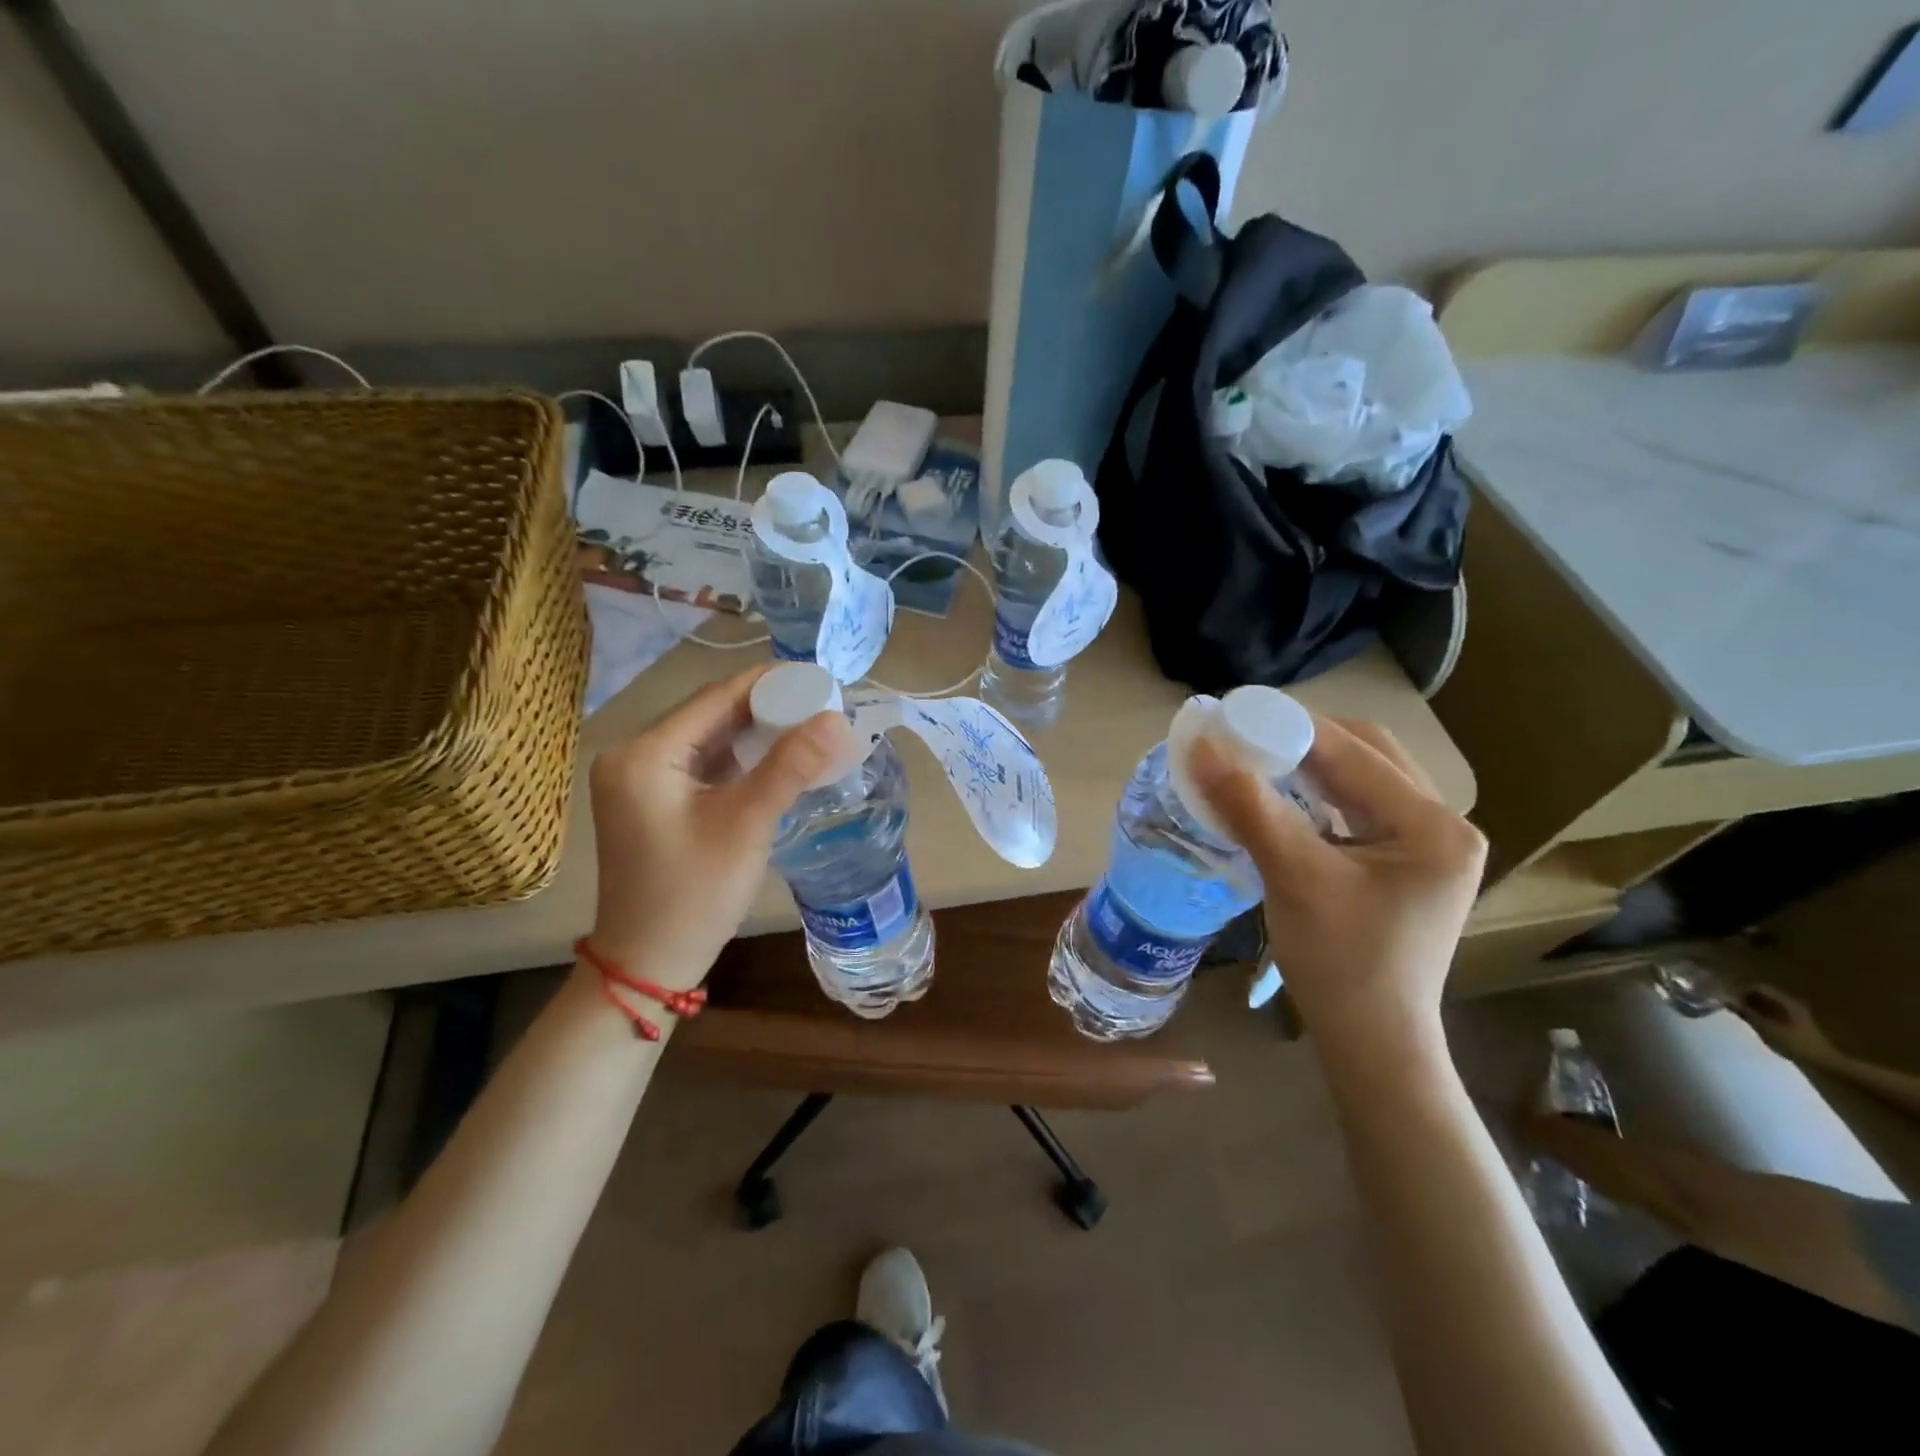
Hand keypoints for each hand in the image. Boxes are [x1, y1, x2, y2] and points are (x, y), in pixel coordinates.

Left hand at [586, 665, 855, 991]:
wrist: (648, 964)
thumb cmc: (693, 894)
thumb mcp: (746, 824)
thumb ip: (790, 766)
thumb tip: (836, 718)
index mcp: (644, 754)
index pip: (715, 697)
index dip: (770, 683)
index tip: (820, 679)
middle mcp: (634, 756)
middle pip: (711, 715)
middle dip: (768, 708)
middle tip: (823, 705)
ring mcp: (641, 780)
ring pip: (710, 739)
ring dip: (758, 734)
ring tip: (811, 726)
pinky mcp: (654, 801)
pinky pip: (704, 765)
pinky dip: (742, 760)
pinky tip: (779, 758)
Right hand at [1189, 715, 1485, 1055]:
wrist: (1371, 1042)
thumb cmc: (1340, 963)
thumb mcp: (1293, 876)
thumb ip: (1248, 806)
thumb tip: (1201, 748)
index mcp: (1432, 826)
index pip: (1355, 751)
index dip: (1290, 725)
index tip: (1234, 714)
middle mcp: (1443, 826)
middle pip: (1368, 754)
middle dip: (1304, 740)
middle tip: (1246, 737)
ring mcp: (1428, 847)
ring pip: (1363, 779)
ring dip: (1310, 765)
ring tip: (1257, 759)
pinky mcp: (1406, 865)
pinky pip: (1359, 808)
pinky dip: (1318, 794)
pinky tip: (1282, 797)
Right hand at [1735, 985, 1841, 1068]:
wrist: (1825, 1062)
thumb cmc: (1795, 1043)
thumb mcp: (1766, 1028)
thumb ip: (1745, 1013)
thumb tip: (1725, 999)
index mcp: (1786, 1002)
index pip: (1759, 987)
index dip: (1741, 990)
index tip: (1728, 998)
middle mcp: (1792, 1003)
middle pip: (1764, 994)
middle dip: (1746, 998)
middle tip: (1731, 1006)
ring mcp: (1796, 1013)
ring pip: (1768, 1003)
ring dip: (1753, 1006)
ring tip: (1740, 1014)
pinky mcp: (1797, 1022)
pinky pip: (1775, 1011)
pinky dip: (1762, 1013)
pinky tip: (1755, 1022)